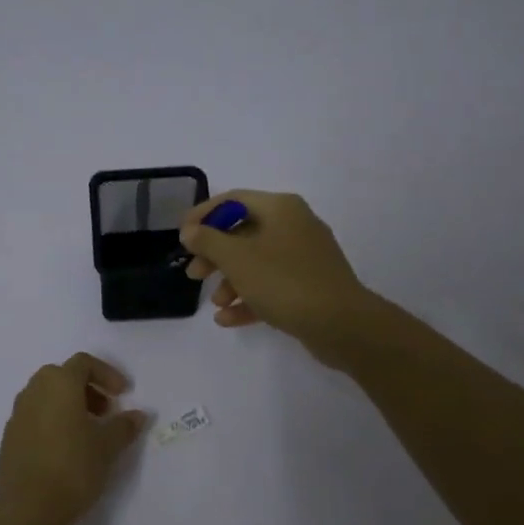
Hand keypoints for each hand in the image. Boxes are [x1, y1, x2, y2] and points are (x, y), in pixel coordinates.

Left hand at [0, 353, 149, 524]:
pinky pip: (35, 416)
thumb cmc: (72, 469)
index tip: (123, 395)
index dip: (107, 374)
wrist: (26, 510)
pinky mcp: (9, 437)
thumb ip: (124, 426)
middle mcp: (34, 391)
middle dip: (88, 389)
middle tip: (106, 412)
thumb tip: (138, 415)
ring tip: (88, 432)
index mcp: (58, 384)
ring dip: (70, 404)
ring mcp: (17, 414)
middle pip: (63, 376)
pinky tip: (65, 449)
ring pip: (47, 395)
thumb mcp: (107, 447)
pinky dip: (53, 420)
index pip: (83, 363)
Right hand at [179, 190, 376, 360]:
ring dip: (231, 281)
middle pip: (244, 233)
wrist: (341, 324)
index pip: (233, 200)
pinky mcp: (310, 286)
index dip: (203, 215)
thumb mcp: (237, 258)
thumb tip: (190, 231)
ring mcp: (305, 257)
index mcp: (281, 208)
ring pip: (257, 262)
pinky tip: (228, 319)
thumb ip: (207, 241)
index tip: (181, 236)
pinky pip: (272, 285)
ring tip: (216, 304)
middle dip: (215, 255)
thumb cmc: (284, 281)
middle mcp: (295, 225)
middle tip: (194, 274)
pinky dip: (249, 298)